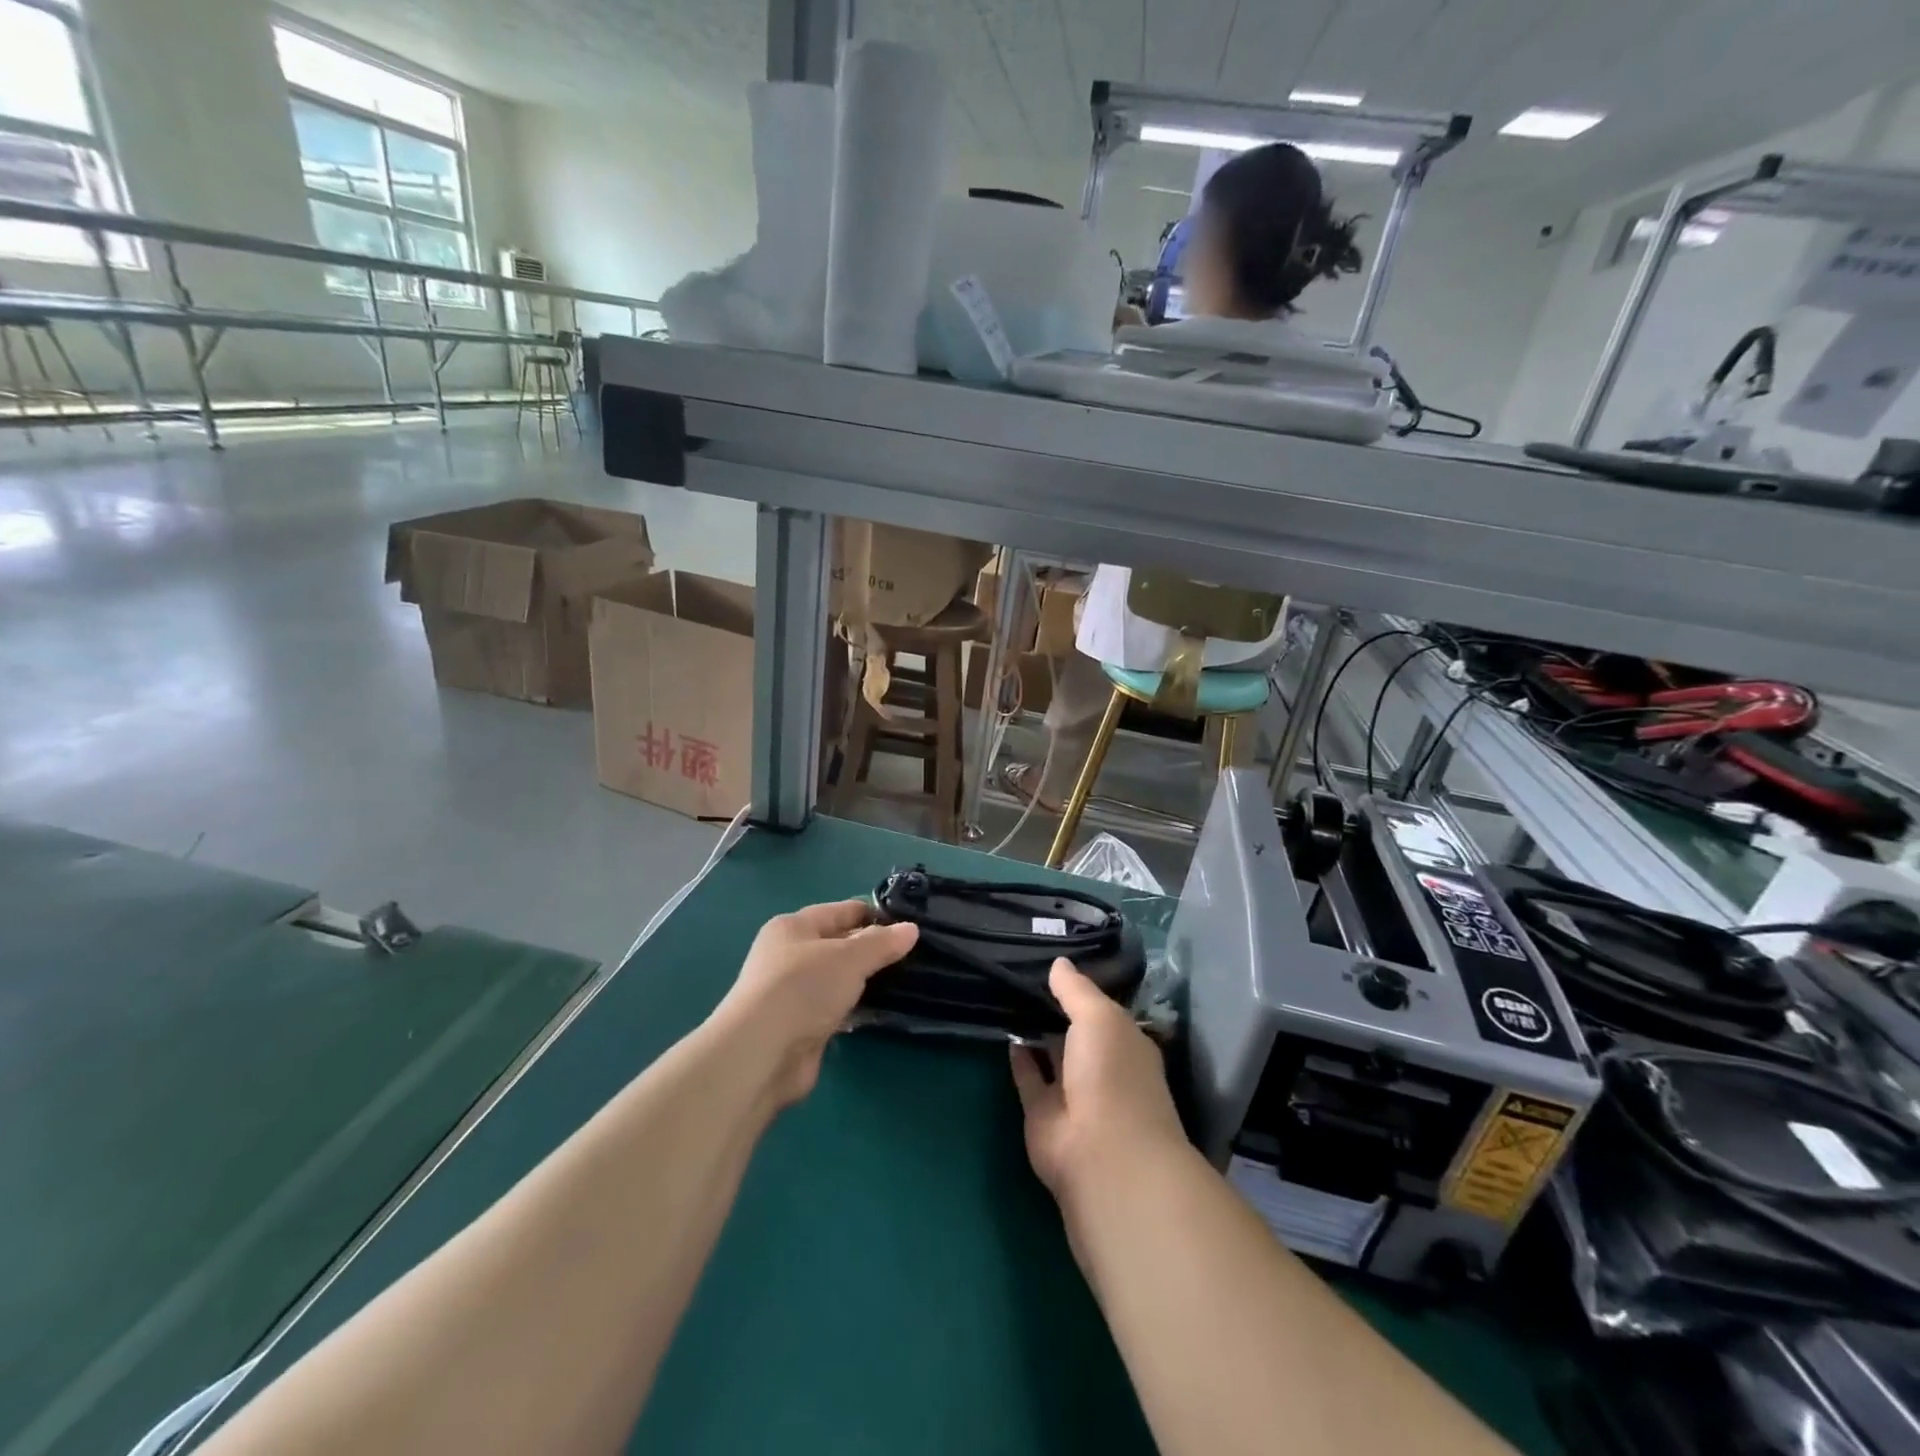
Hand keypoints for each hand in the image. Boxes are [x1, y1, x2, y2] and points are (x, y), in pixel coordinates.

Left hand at [713, 900, 917, 1107]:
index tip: (908, 922)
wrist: (762, 1053)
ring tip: (905, 979)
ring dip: (863, 981)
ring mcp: (792, 993)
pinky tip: (881, 1010)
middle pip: (838, 945)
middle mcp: (789, 955)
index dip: (873, 914)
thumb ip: (881, 943)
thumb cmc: (803, 988)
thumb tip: (911, 929)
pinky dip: (854, 1008)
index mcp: (794, 927)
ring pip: (837, 978)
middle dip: (871, 948)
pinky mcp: (799, 1026)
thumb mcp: (850, 957)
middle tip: (913, 953)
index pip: (840, 911)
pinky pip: (835, 1008)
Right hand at [1009, 959, 1188, 1207]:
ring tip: (1010, 998)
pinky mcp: (1042, 1113)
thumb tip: (1058, 962)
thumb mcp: (1100, 1016)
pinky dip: (1019, 1058)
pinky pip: (1029, 1077)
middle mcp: (1102, 1068)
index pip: (1104, 1011)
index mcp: (1126, 1044)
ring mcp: (1072, 1093)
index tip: (1056, 963)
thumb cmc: (1112, 1073)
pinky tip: (1007, 1033)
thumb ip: (1077, 990)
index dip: (1082, 990)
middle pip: (1076, 1032)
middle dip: (1057, 1009)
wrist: (1100, 1152)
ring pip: (1051, 1055)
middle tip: (1025, 975)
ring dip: (1036, 1032)